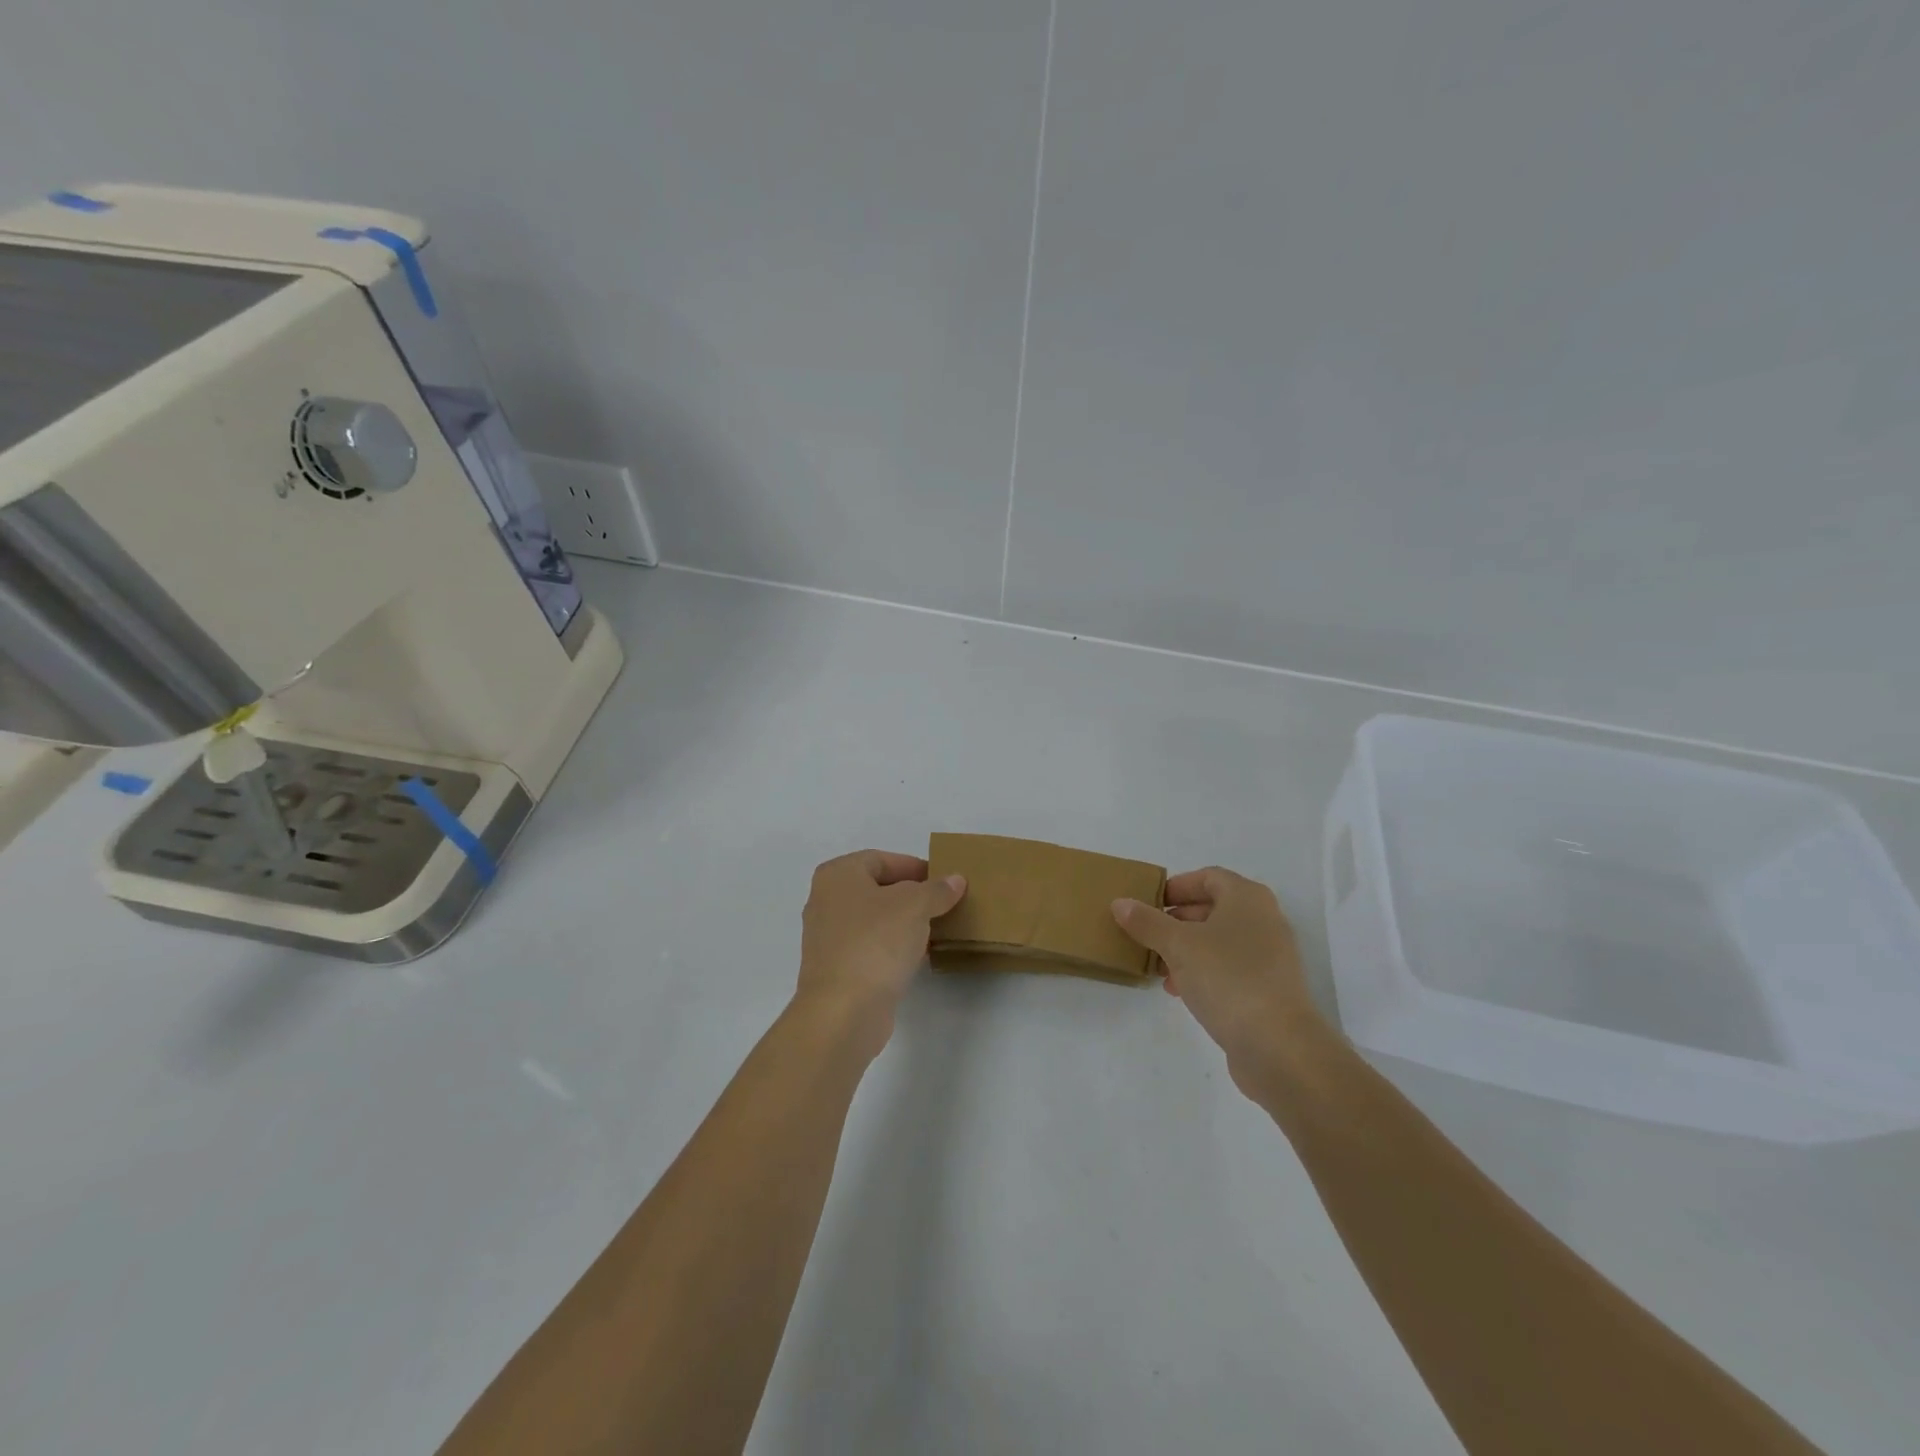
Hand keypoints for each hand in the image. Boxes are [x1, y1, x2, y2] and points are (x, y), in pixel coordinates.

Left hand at [795, 850, 966, 1059]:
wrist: (843, 1011)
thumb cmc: (875, 942)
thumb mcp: (915, 906)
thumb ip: (937, 890)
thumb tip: (955, 880)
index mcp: (838, 875)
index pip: (882, 859)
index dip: (915, 867)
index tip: (944, 882)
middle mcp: (826, 901)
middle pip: (878, 889)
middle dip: (912, 896)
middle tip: (944, 904)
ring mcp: (829, 938)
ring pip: (875, 920)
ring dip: (905, 923)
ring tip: (937, 929)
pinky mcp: (837, 969)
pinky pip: (871, 947)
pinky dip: (893, 947)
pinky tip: (919, 955)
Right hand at [1112, 867, 1322, 1084]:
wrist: (1279, 1046)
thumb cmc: (1228, 978)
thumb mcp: (1178, 945)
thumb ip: (1147, 922)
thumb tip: (1120, 903)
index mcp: (1247, 898)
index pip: (1208, 877)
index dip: (1176, 887)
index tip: (1147, 904)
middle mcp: (1264, 920)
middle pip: (1212, 909)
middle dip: (1176, 921)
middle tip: (1146, 935)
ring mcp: (1270, 956)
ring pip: (1219, 941)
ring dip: (1186, 950)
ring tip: (1157, 967)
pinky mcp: (1268, 989)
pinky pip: (1229, 969)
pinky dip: (1203, 972)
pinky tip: (1179, 991)